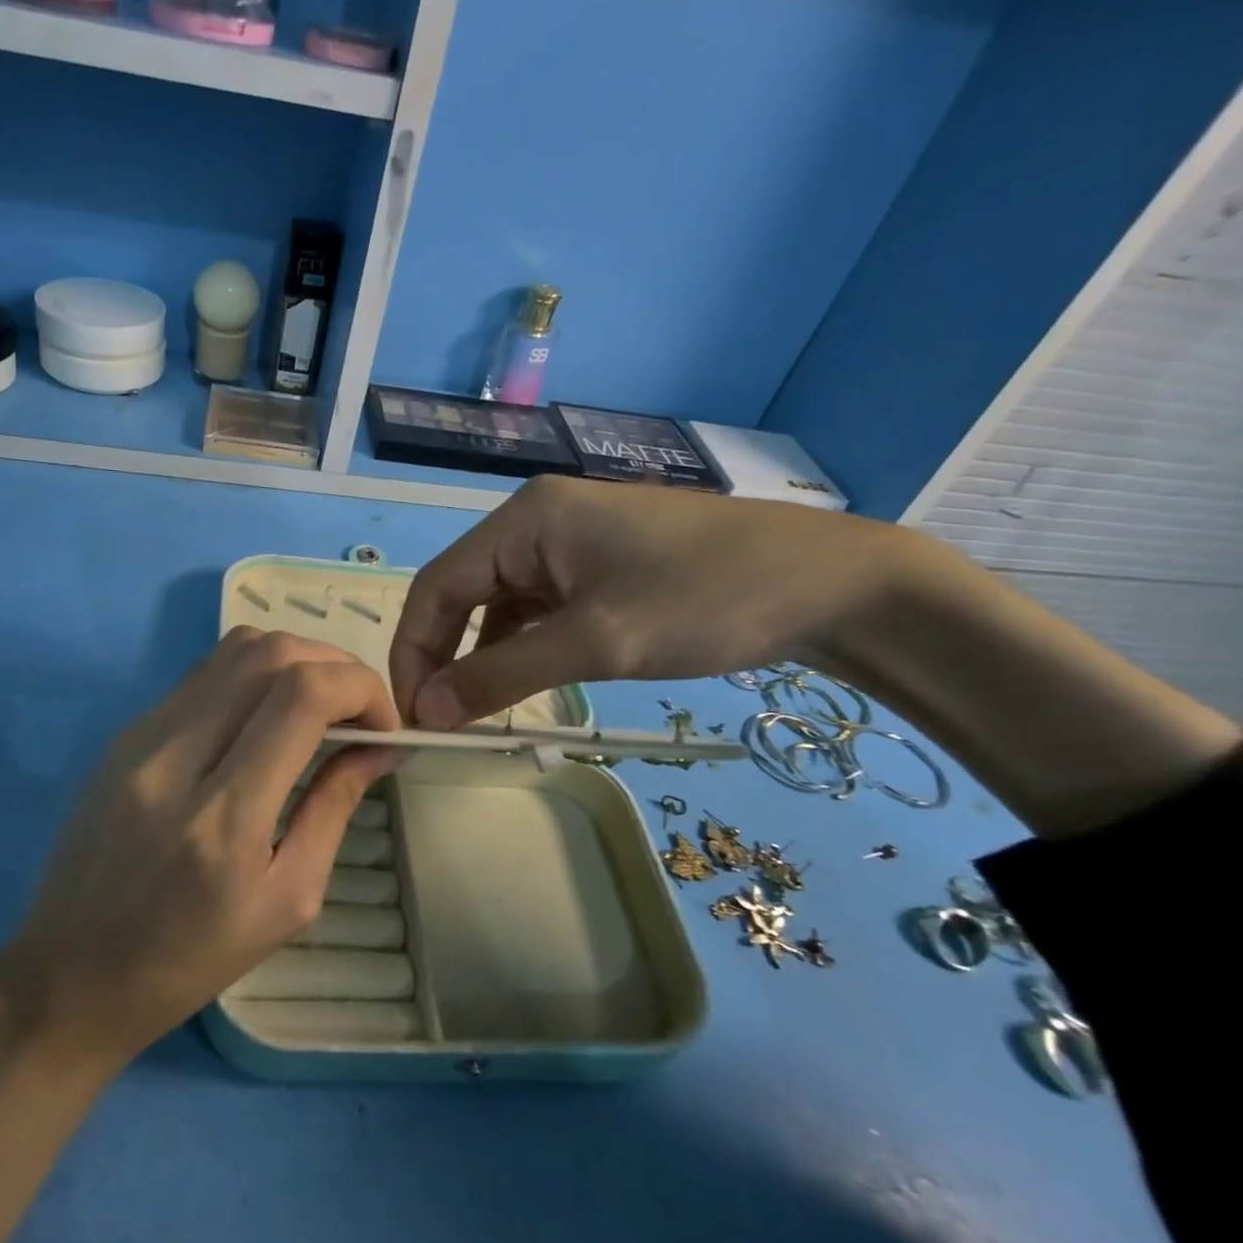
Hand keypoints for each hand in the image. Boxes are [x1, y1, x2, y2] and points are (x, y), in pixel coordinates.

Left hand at [0, 629, 401, 1067]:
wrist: (71, 974)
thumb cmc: (189, 958)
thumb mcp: (286, 901)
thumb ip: (334, 808)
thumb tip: (382, 747)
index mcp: (223, 817)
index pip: (301, 696)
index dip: (360, 688)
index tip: (384, 725)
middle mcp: (176, 757)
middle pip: (269, 653)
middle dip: (334, 664)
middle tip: (360, 710)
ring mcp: (141, 736)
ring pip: (233, 650)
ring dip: (294, 660)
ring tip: (320, 705)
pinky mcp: (126, 733)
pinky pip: (203, 675)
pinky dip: (253, 676)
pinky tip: (267, 717)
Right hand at [389, 476, 915, 728]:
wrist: (830, 584)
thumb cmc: (706, 599)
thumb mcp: (597, 642)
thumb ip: (502, 675)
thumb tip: (427, 712)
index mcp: (523, 520)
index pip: (437, 585)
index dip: (414, 651)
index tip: (412, 714)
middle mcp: (535, 522)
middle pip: (462, 593)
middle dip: (444, 657)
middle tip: (440, 722)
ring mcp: (568, 543)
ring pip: (498, 605)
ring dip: (482, 657)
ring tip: (478, 712)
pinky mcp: (597, 566)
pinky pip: (536, 609)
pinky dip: (521, 648)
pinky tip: (526, 683)